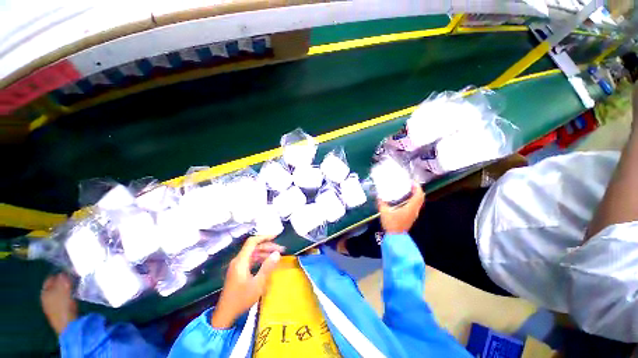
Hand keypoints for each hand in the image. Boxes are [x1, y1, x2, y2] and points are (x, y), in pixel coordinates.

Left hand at [211, 235, 283, 327]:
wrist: (225, 315)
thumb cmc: (241, 299)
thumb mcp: (257, 284)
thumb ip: (267, 267)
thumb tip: (277, 253)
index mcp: (241, 261)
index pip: (252, 242)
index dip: (264, 237)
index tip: (276, 236)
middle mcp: (238, 261)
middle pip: (254, 247)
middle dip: (268, 246)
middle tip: (281, 249)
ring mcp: (237, 266)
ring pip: (253, 254)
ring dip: (265, 253)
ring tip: (277, 255)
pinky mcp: (238, 272)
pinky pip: (251, 260)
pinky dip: (260, 259)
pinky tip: (267, 263)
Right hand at [378, 184, 424, 233]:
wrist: (395, 237)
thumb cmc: (391, 223)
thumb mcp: (384, 212)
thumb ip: (381, 203)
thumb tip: (379, 195)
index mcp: (410, 208)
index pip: (418, 195)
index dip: (417, 187)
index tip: (412, 182)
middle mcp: (414, 210)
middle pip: (421, 197)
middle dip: (417, 189)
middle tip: (410, 184)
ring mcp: (414, 214)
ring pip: (419, 202)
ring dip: (415, 195)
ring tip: (407, 190)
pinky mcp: (412, 216)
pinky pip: (415, 205)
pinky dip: (413, 200)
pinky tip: (405, 199)